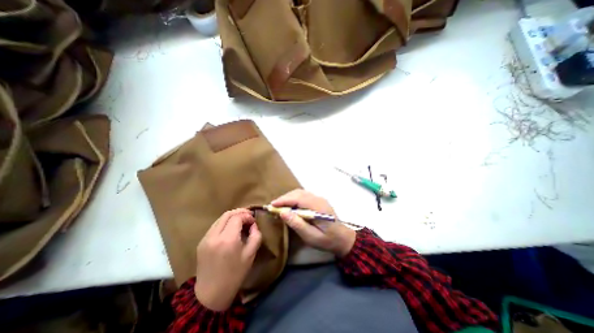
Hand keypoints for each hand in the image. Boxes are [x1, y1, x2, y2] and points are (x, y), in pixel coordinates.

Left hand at [194, 210, 259, 309]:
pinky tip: (231, 228)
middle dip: (240, 212)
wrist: (211, 294)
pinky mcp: (201, 242)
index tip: (253, 221)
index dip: (247, 216)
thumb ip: (255, 235)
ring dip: (232, 216)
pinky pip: (215, 226)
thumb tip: (253, 225)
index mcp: (228, 239)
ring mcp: (206, 238)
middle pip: (227, 214)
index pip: (237, 217)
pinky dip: (224, 222)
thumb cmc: (235, 274)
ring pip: (220, 218)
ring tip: (241, 220)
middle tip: (249, 216)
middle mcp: (214, 235)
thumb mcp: (251, 254)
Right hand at [271, 189, 354, 256]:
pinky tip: (290, 206)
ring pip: (300, 193)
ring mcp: (319, 199)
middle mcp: (318, 199)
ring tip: (279, 206)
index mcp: (318, 207)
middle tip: (274, 207)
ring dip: (289, 198)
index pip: (298, 198)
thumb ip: (297, 224)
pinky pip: (303, 196)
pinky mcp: (318, 201)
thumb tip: (283, 212)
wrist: (342, 239)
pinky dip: (294, 199)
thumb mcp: (311, 236)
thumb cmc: (327, 240)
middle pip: (298, 193)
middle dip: (285, 198)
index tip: (272, 205)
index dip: (284, 200)